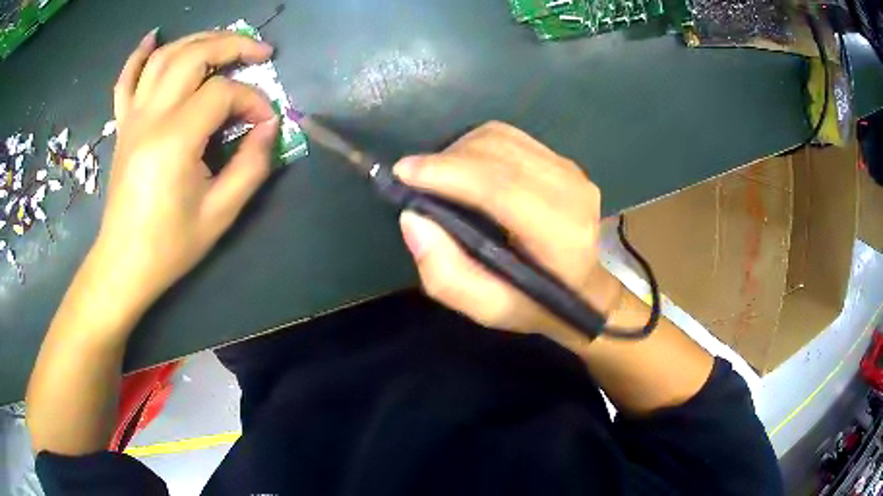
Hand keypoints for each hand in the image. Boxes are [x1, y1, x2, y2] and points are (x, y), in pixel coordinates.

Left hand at [93, 29, 278, 311]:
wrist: (124, 264)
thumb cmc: (170, 245)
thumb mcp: (221, 213)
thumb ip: (252, 165)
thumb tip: (269, 127)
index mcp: (174, 140)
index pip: (222, 94)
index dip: (253, 100)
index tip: (267, 122)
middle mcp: (151, 117)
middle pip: (194, 55)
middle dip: (233, 45)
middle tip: (260, 53)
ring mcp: (132, 117)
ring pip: (165, 56)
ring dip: (198, 40)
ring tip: (224, 41)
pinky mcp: (123, 125)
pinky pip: (126, 79)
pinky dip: (139, 54)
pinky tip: (154, 37)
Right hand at [394, 122, 622, 346]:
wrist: (584, 289)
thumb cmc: (534, 303)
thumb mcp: (486, 307)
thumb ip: (445, 272)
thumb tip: (412, 217)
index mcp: (559, 235)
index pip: (499, 187)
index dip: (448, 173)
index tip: (403, 172)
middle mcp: (571, 192)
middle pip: (496, 153)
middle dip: (446, 159)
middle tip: (415, 178)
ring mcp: (571, 171)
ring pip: (500, 137)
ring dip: (459, 150)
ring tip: (439, 175)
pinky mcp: (563, 160)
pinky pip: (510, 137)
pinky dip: (477, 146)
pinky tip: (466, 168)